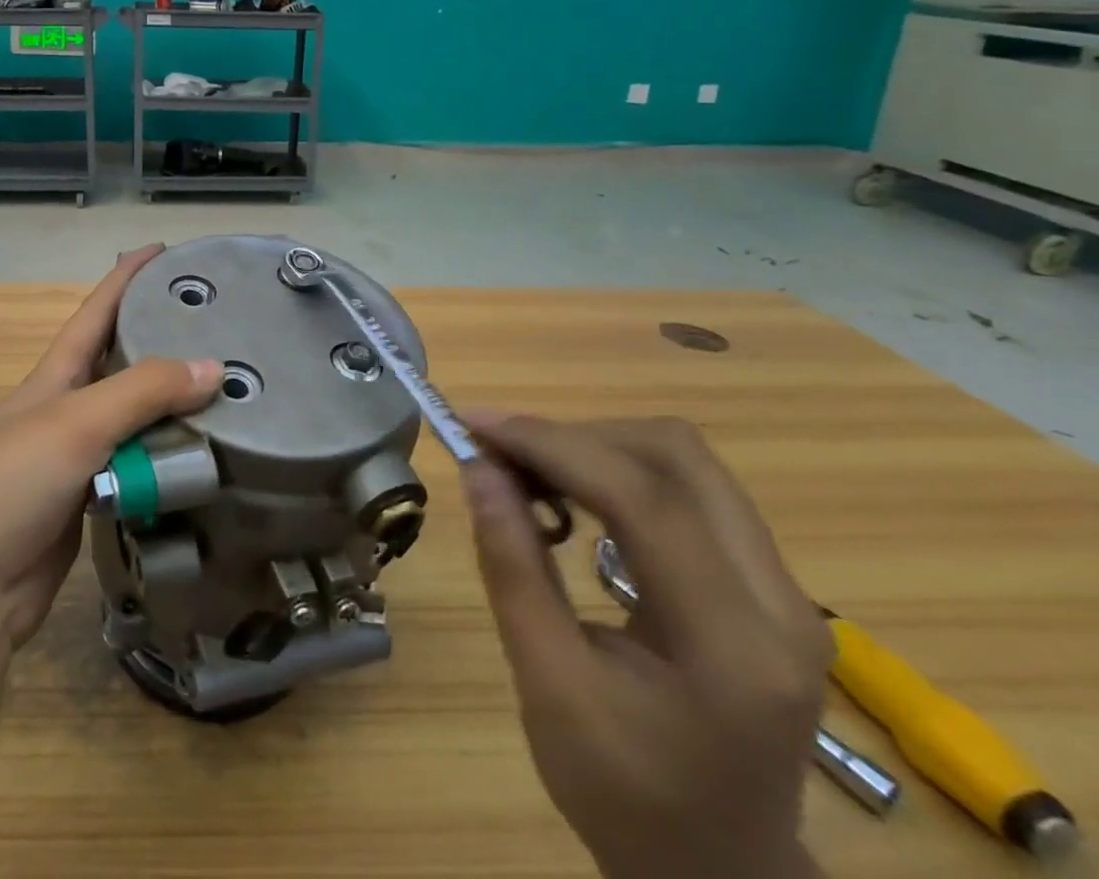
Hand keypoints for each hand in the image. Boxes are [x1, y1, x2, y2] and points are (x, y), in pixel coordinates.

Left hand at [0, 245, 220, 648]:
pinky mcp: (88, 504)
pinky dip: (166, 461)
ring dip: (173, 408)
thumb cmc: (9, 485)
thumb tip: (214, 366)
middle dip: (160, 341)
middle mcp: (66, 410)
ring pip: (134, 422)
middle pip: (120, 365)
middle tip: (216, 328)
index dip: (125, 278)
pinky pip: (137, 470)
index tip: (161, 250)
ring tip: (227, 392)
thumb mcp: (75, 424)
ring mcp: (76, 459)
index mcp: (54, 377)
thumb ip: (142, 392)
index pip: (95, 312)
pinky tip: (202, 458)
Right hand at [462, 414, 831, 878]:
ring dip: (594, 447)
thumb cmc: (624, 795)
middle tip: (502, 454)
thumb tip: (477, 467)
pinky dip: (616, 470)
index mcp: (734, 646)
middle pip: (678, 456)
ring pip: (683, 461)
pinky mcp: (766, 583)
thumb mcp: (548, 684)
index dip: (551, 445)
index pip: (644, 498)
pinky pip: (687, 488)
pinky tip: (570, 494)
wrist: (716, 871)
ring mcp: (784, 590)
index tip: (475, 426)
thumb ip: (513, 566)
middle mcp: (780, 603)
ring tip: (527, 470)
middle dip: (576, 437)